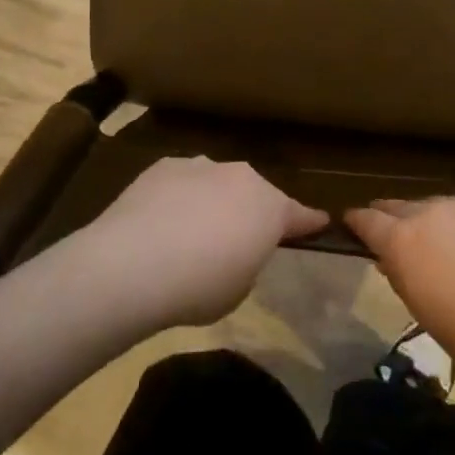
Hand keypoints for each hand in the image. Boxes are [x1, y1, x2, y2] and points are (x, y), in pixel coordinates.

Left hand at [87, 157, 327, 327]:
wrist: (134, 264)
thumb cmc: (199, 287)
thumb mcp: (240, 288)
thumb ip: (247, 261)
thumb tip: (235, 248)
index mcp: (269, 208)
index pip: (299, 215)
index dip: (309, 223)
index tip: (321, 223)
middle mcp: (240, 177)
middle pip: (255, 194)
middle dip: (251, 212)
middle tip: (238, 240)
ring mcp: (201, 166)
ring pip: (217, 183)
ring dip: (214, 202)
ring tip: (193, 234)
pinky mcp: (165, 166)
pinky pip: (183, 183)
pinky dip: (181, 198)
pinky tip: (163, 222)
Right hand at [345, 197, 454, 393]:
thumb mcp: (430, 319)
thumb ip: (406, 281)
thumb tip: (393, 260)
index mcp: (406, 240)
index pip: (367, 219)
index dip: (356, 222)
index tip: (350, 225)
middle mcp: (434, 210)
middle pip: (402, 206)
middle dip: (394, 220)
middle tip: (398, 240)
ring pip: (442, 207)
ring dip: (438, 224)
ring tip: (454, 251)